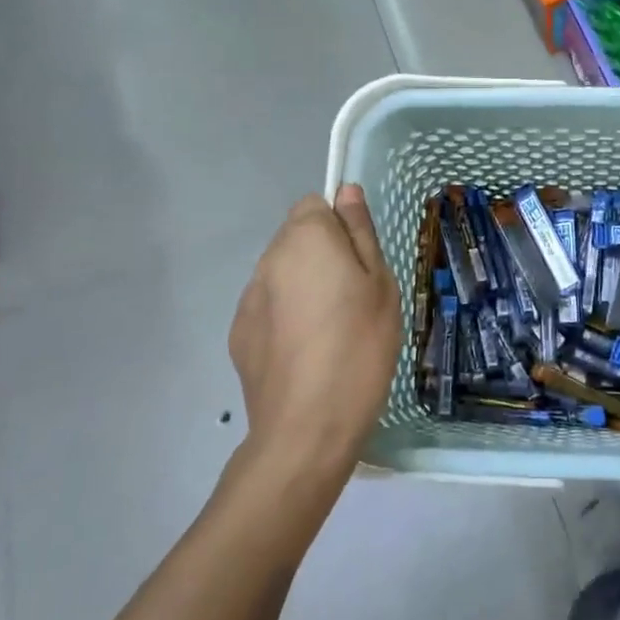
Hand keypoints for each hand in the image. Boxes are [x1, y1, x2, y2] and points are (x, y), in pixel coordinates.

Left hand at [227, 185, 401, 488]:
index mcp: (305, 238)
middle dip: (322, 256)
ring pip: (282, 274)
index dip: (339, 228)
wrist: (307, 427)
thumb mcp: (379, 284)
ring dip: (303, 287)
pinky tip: (306, 353)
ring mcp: (248, 297)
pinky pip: (269, 307)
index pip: (315, 205)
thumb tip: (346, 191)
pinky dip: (286, 318)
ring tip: (330, 331)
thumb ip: (359, 232)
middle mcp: (269, 258)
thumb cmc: (359, 346)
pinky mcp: (239, 333)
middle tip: (353, 298)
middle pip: (296, 238)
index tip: (359, 263)